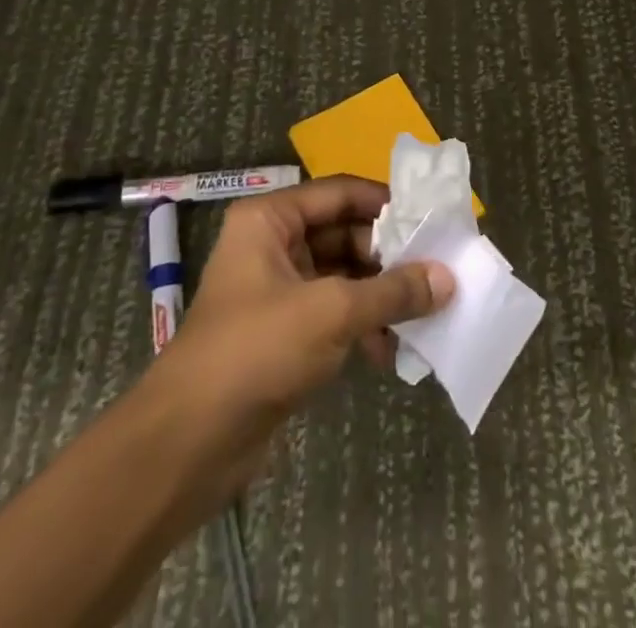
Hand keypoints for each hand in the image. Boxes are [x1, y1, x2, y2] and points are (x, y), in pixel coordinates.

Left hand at [146, 176, 454, 506]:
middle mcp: (272, 244)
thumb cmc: (256, 350)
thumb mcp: (331, 313)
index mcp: (270, 219)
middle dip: (387, 255)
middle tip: (435, 271)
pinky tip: (390, 352)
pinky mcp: (283, 333)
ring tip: (422, 313)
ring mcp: (277, 290)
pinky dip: (361, 326)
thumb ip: (392, 292)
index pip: (339, 192)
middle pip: (343, 233)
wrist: (188, 444)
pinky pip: (333, 313)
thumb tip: (447, 278)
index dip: (384, 203)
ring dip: (379, 294)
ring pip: (342, 275)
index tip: (430, 218)